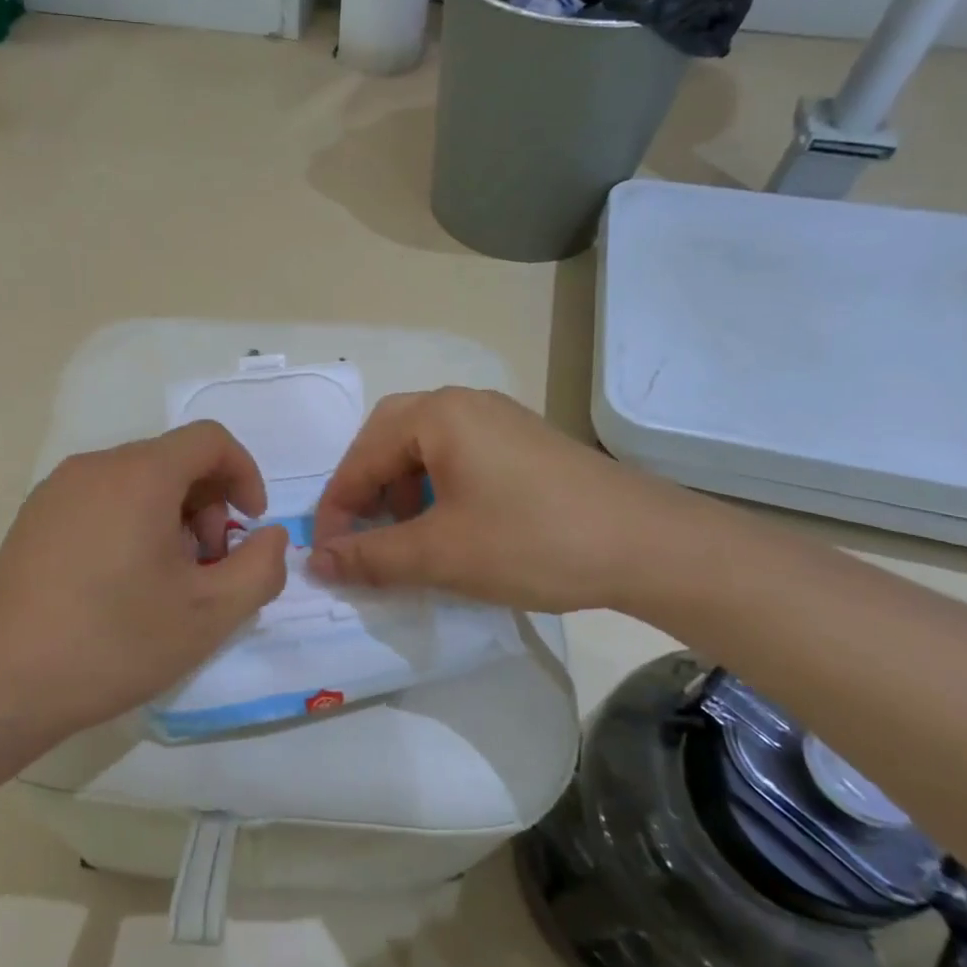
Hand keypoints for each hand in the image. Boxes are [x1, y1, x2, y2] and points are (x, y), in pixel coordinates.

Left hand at [0, 422, 289, 742]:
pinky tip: (122, 583)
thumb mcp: (208, 614)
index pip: (210, 440)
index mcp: (140, 474)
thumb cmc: (112, 642)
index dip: (244, 474)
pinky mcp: (34, 517)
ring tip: (166, 581)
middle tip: (207, 567)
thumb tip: (271, 536)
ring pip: (137, 481)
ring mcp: (57, 489)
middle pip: (173, 460)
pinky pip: (102, 499)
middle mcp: (96, 466)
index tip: (249, 526)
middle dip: (207, 505)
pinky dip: (132, 522)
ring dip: (171, 517)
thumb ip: (260, 568)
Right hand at [309, 388, 692, 613]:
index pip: (361, 456)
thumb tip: (316, 561)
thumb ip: (371, 556)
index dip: (337, 507)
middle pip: (389, 438)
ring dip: (401, 489)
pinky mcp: (524, 443)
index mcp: (436, 415)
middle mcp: (464, 404)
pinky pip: (459, 456)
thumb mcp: (441, 554)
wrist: (650, 545)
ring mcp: (499, 420)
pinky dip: (437, 488)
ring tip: (406, 536)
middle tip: (361, 533)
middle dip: (366, 488)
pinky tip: (452, 527)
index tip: (326, 554)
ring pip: (425, 447)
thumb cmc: (532, 540)